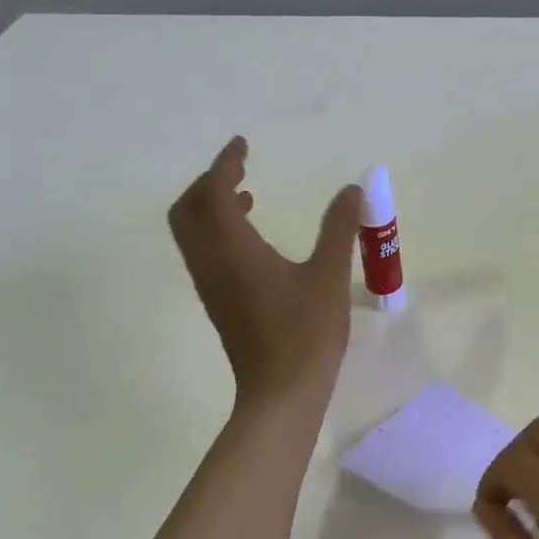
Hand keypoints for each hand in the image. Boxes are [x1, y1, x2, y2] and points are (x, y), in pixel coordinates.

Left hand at [167, 136, 361, 409]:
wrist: (281, 393)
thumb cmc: (306, 333)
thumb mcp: (330, 275)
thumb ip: (339, 229)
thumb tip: (351, 189)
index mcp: (234, 250)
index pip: (212, 192)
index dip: (225, 163)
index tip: (243, 145)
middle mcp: (211, 263)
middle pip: (187, 211)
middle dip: (207, 183)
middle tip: (240, 170)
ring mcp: (211, 285)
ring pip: (192, 233)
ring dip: (211, 207)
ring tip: (248, 195)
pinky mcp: (218, 302)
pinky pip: (205, 252)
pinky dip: (218, 231)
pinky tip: (254, 237)